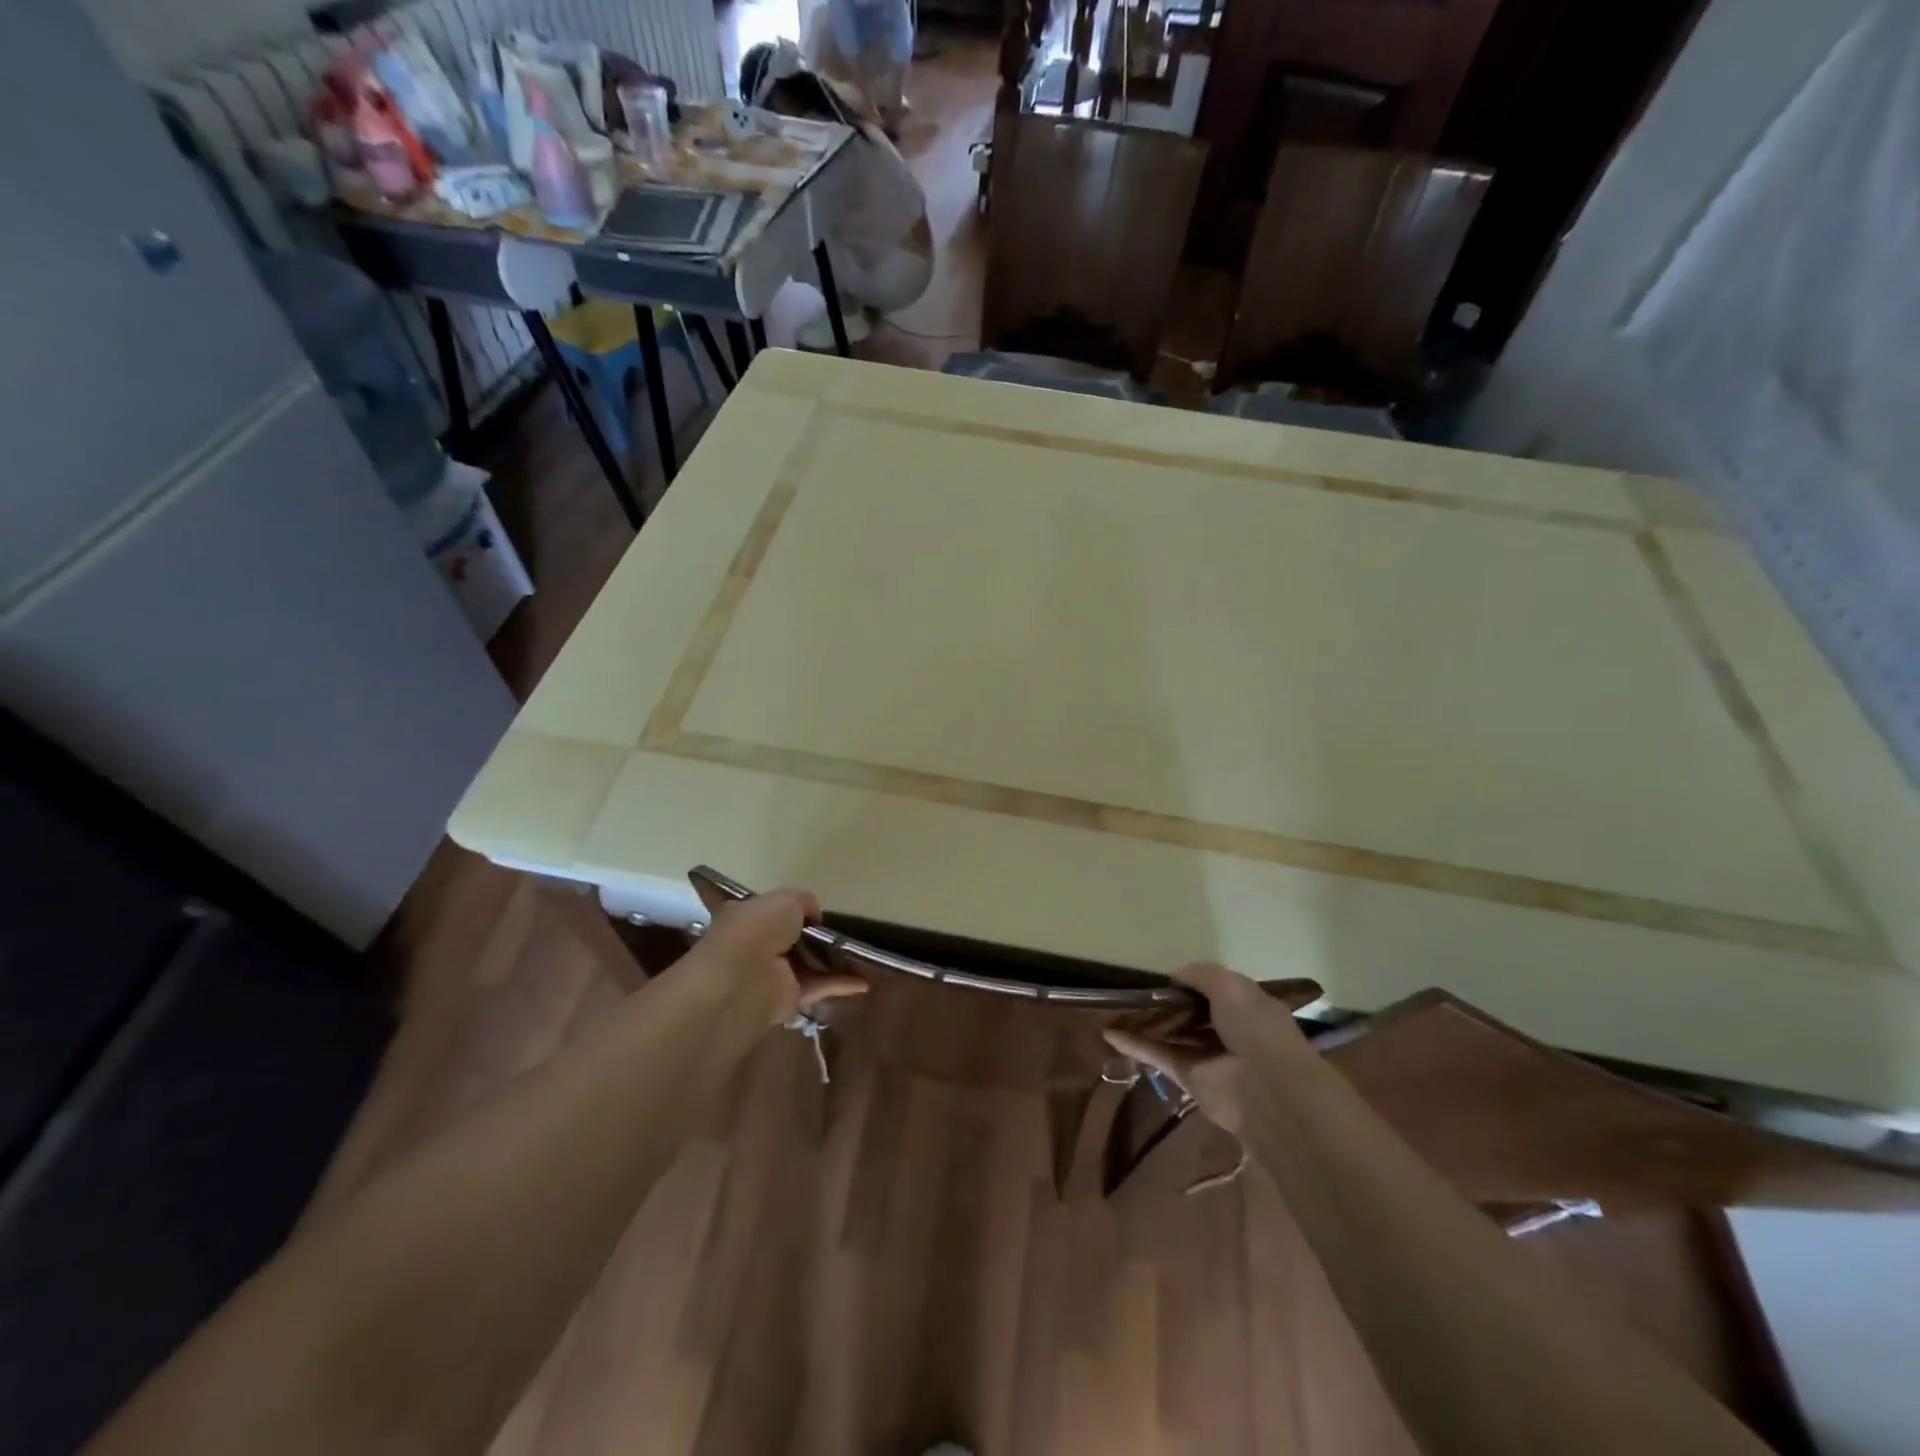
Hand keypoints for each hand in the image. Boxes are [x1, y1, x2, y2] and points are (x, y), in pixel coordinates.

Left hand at [687, 889, 867, 1026]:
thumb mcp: (785, 900)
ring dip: (830, 961)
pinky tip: (864, 983)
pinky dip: (839, 985)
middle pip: (792, 940)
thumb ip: (804, 902)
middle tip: (843, 933)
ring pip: (806, 965)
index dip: (794, 911)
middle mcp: (757, 946)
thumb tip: (814, 916)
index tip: (817, 913)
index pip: (771, 913)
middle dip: (815, 937)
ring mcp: (772, 974)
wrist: (744, 978)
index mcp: (747, 918)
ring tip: (860, 956)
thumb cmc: (758, 930)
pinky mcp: (787, 999)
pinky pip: (817, 987)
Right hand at [1103, 964, 1320, 1136]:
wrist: (1267, 1089)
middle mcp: (1227, 1030)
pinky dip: (1135, 1045)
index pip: (1215, 991)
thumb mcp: (1230, 985)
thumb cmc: (1254, 1028)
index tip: (1164, 977)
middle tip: (1134, 991)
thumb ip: (1200, 974)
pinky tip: (1109, 1033)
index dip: (1191, 983)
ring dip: (1147, 1023)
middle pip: (1191, 1014)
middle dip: (1167, 1004)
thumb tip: (1174, 975)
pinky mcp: (1188, 1078)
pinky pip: (1158, 1056)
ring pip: (1172, 1035)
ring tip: (1116, 1008)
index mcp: (1245, 1006)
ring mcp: (1207, 1055)